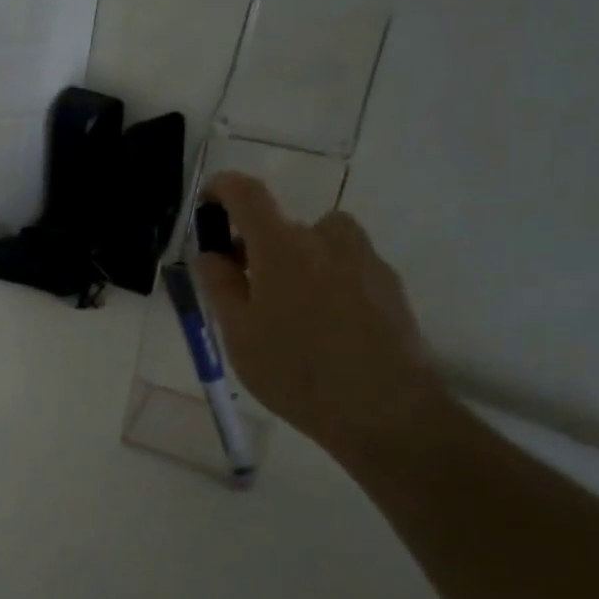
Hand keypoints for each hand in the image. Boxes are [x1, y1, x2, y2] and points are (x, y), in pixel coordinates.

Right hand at [196, 171, 442, 453]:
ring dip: (299, 261)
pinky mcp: (390, 286)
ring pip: (321, 243)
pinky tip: (326, 329)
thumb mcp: (237, 332)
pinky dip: (329, 281)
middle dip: (259, 247)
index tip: (208, 204)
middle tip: (245, 289)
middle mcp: (326, 239)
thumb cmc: (295, 370)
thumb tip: (211, 253)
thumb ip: (219, 285)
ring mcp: (364, 260)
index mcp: (281, 245)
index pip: (246, 193)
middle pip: (284, 225)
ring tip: (290, 310)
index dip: (222, 188)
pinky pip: (348, 267)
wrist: (385, 410)